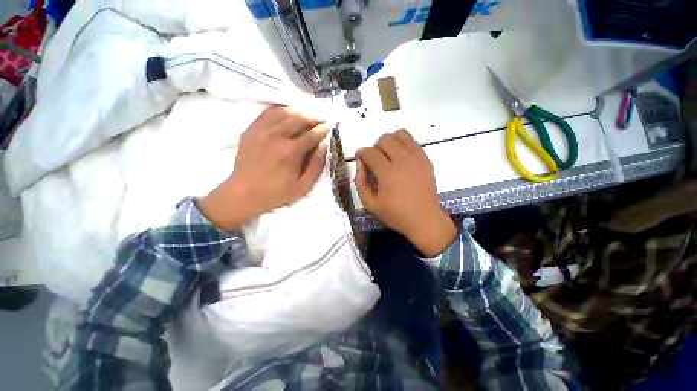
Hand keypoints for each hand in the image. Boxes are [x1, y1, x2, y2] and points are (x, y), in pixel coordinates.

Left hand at [199, 106, 328, 230]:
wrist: (244, 193)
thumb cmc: (277, 192)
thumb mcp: (303, 186)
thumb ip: (316, 166)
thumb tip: (323, 146)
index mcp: (291, 152)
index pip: (311, 135)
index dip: (321, 130)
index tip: (327, 127)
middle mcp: (277, 137)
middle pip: (298, 119)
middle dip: (312, 118)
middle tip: (319, 120)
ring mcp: (261, 131)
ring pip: (283, 112)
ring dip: (298, 112)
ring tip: (305, 117)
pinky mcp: (251, 130)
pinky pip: (267, 113)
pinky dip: (280, 110)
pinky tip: (286, 114)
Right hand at [355, 130, 455, 255]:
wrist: (424, 219)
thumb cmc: (395, 214)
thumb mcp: (370, 203)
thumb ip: (360, 181)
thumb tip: (360, 162)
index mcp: (387, 173)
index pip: (370, 152)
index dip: (361, 153)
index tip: (360, 159)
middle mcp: (403, 160)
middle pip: (384, 139)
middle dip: (375, 147)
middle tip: (375, 161)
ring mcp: (417, 158)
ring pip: (399, 135)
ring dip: (389, 142)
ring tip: (387, 156)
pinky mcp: (425, 159)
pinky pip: (412, 141)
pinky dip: (402, 144)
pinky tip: (400, 158)